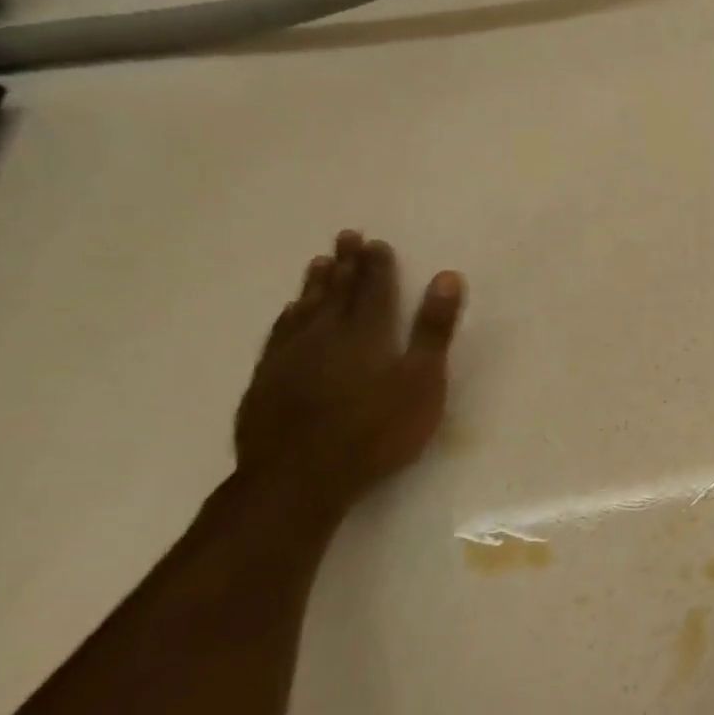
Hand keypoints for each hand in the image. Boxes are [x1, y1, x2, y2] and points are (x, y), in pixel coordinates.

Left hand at [235, 231, 464, 511]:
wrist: (299, 478)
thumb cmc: (376, 431)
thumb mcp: (422, 382)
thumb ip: (433, 330)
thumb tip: (447, 277)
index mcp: (366, 333)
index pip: (374, 289)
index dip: (378, 265)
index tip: (377, 242)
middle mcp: (325, 335)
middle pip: (337, 292)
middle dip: (346, 263)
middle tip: (346, 236)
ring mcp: (290, 357)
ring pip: (304, 309)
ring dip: (315, 284)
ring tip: (319, 262)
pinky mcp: (266, 381)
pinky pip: (278, 335)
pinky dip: (288, 316)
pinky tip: (289, 313)